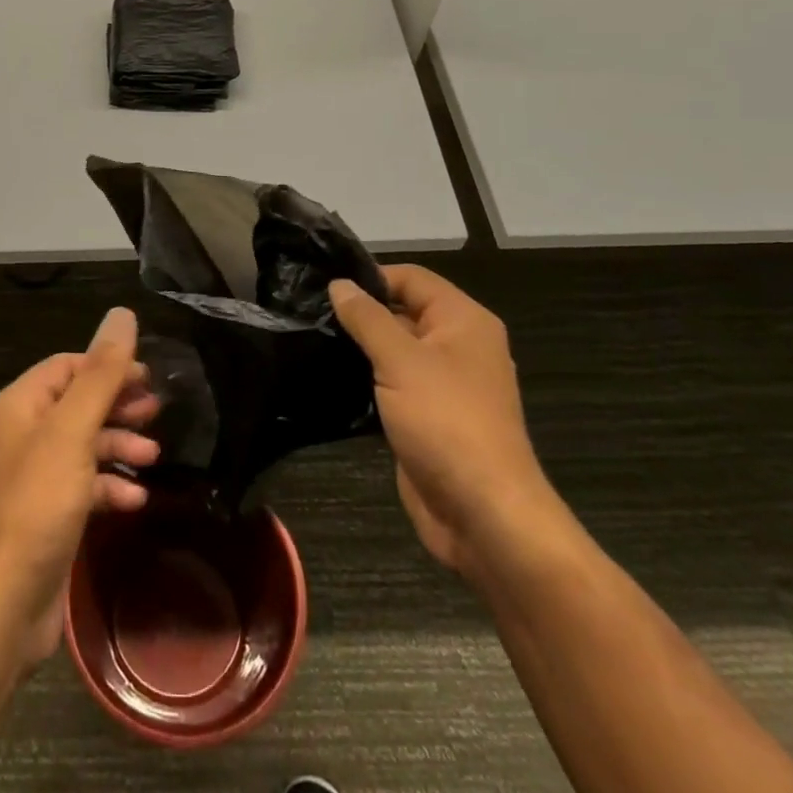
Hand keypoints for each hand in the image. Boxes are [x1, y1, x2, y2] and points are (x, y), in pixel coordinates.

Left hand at [0, 308, 159, 668]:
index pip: (68, 366)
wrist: (2, 607)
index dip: (108, 366)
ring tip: (153, 454)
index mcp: (21, 405)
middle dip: (118, 404)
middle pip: (78, 402)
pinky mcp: (47, 513)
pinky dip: (109, 485)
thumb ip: (100, 373)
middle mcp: (23, 433)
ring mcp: (34, 476)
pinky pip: (84, 484)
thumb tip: (122, 314)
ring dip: (119, 444)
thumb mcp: (72, 432)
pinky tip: (135, 498)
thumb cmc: (36, 506)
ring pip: (85, 443)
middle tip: (157, 411)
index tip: (148, 377)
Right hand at [330, 266, 559, 575]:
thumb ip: (367, 318)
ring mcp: (444, 385)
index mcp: (463, 321)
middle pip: (403, 311)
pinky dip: (366, 380)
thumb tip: (339, 283)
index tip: (324, 286)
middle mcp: (457, 346)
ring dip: (360, 348)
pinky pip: (393, 385)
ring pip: (395, 350)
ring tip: (312, 340)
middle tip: (309, 312)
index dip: (371, 277)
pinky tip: (329, 379)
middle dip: (361, 312)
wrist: (483, 515)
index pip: (411, 278)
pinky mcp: (428, 418)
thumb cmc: (446, 422)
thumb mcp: (400, 360)